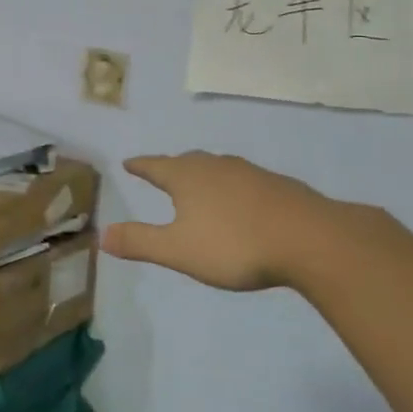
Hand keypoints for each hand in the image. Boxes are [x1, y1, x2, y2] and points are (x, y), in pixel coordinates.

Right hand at [103, 151, 381, 292]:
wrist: (311, 239)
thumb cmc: (235, 244)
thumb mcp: (178, 250)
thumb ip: (140, 242)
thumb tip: (102, 234)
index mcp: (187, 177)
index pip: (155, 166)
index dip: (140, 166)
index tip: (128, 163)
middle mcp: (216, 167)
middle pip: (187, 161)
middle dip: (172, 167)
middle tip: (162, 172)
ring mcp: (250, 173)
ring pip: (218, 168)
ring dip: (204, 174)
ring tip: (200, 185)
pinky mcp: (278, 186)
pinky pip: (244, 180)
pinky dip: (233, 187)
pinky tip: (241, 202)